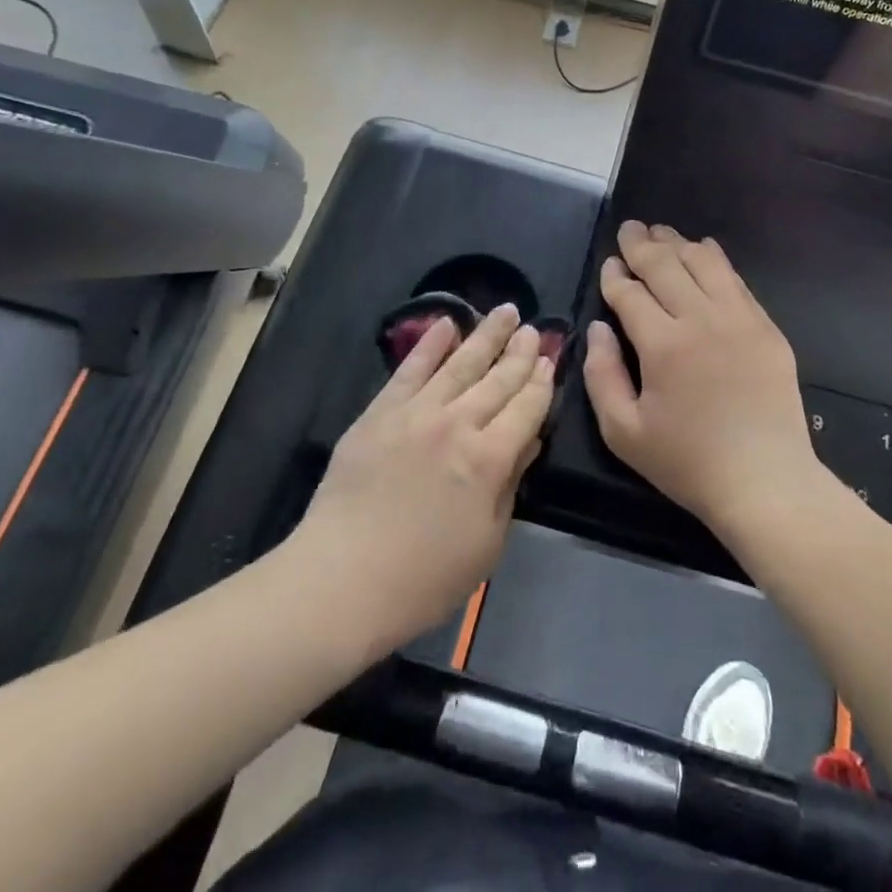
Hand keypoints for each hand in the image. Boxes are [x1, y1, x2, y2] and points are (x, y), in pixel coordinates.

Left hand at [297, 304, 551, 651]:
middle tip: (533, 328)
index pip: (526, 408)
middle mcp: (458, 424)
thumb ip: (509, 486)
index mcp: (490, 459)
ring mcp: (416, 413)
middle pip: (498, 379)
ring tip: (505, 311)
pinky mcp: (381, 412)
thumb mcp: (487, 543)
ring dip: (485, 335)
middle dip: (520, 352)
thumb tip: (526, 442)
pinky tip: (446, 323)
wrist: (342, 580)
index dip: (541, 382)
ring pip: (460, 364)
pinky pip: (410, 369)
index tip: (550, 360)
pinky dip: (430, 344)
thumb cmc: (424, 577)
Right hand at [584, 222, 817, 531]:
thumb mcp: (623, 432)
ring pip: (703, 262)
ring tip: (660, 233)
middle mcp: (701, 319)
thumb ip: (601, 374)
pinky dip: (714, 259)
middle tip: (629, 229)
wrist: (766, 481)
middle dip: (641, 244)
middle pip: (665, 265)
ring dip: (677, 243)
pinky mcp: (766, 327)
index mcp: (663, 344)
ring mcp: (739, 319)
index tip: (608, 267)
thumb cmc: (687, 462)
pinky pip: (735, 279)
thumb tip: (599, 328)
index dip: (614, 276)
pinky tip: (703, 250)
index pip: (630, 293)